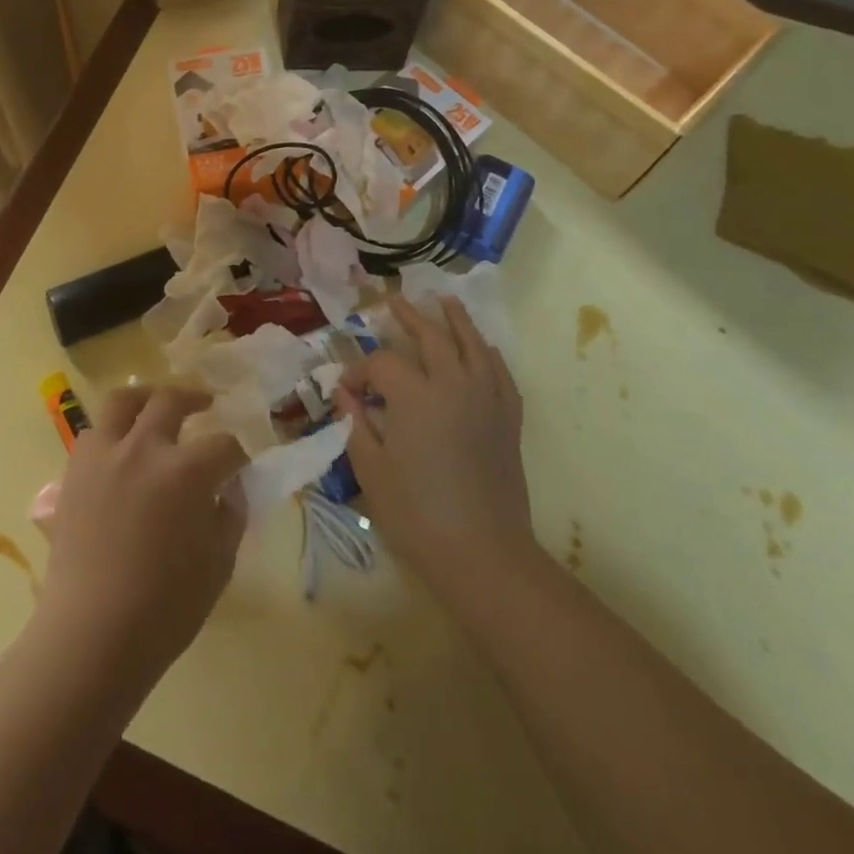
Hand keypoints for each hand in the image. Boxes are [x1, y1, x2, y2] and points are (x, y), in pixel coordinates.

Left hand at [37, 386, 248, 686]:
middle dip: (195, 399)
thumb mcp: (219, 564)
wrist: (92, 633)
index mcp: (188, 471)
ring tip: (155, 406)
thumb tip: (230, 488)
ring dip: (145, 398)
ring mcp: (105, 455)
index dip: (238, 454)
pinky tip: (120, 449)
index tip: (240, 464)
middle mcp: (145, 448)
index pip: (224, 445)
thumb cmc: (166, 608)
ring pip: (123, 400)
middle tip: (206, 404)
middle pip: (172, 401)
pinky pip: (93, 433)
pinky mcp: (75, 471)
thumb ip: (230, 515)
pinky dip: (111, 432)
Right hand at [332, 296, 534, 604]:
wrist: (483, 554)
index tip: (347, 392)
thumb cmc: (417, 514)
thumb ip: (356, 424)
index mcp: (415, 396)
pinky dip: (490, 354)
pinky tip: (484, 348)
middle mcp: (454, 385)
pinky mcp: (508, 419)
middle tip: (394, 301)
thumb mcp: (371, 470)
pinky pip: (501, 373)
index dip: (360, 371)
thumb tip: (344, 393)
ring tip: (445, 299)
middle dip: (409, 317)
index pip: (382, 363)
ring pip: (473, 344)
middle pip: (431, 337)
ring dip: (456, 319)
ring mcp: (487, 399)